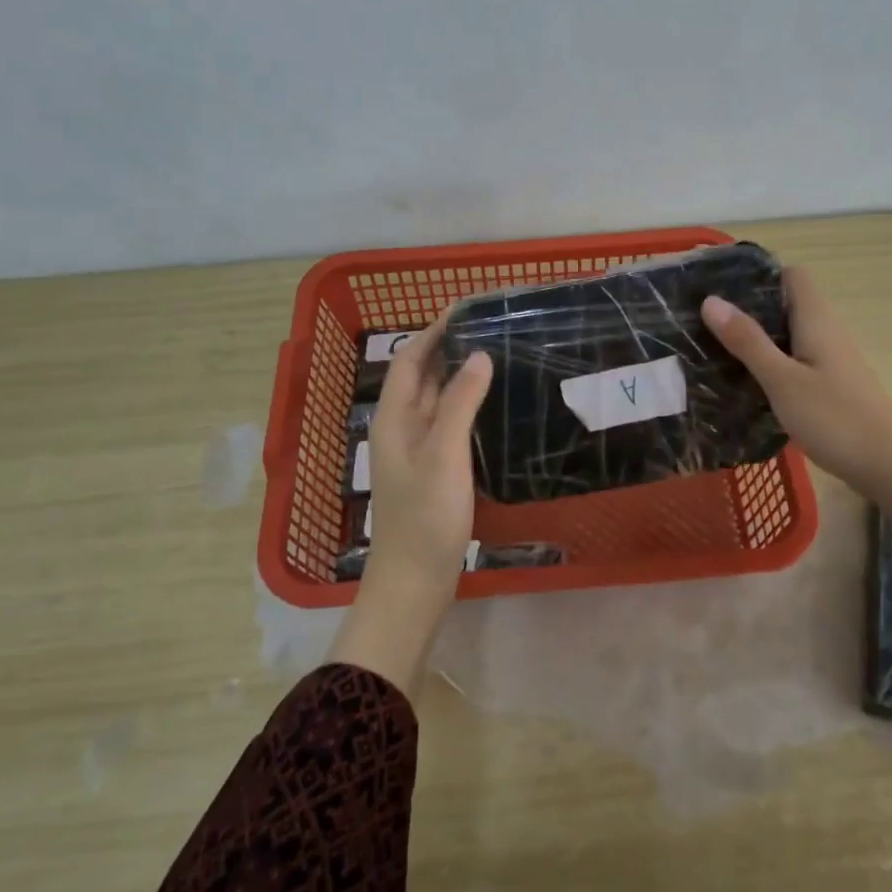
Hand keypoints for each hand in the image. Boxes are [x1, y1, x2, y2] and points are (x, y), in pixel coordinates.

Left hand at [327, 310, 492, 694]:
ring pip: (436, 400)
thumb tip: (479, 355)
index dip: (433, 331)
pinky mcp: (433, 471)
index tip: (466, 308)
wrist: (414, 582)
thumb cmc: (426, 518)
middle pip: (421, 377)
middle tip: (490, 327)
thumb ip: (459, 404)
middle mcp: (401, 429)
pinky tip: (492, 406)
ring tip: (496, 355)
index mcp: (394, 419)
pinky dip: (465, 405)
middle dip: (449, 348)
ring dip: (458, 376)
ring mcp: (416, 452)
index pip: (409, 360)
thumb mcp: (444, 456)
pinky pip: (448, 424)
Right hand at [700, 264, 891, 495]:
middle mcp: (827, 333)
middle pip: (787, 305)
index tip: (722, 287)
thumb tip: (711, 300)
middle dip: (749, 309)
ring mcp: (831, 362)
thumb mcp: (782, 380)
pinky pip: (795, 362)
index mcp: (817, 321)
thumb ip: (747, 341)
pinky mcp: (831, 387)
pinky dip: (771, 365)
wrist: (889, 466)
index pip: (792, 276)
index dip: (760, 276)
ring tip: (716, 350)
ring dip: (757, 340)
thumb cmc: (835, 418)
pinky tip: (747, 383)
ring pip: (789, 336)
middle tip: (706, 322)